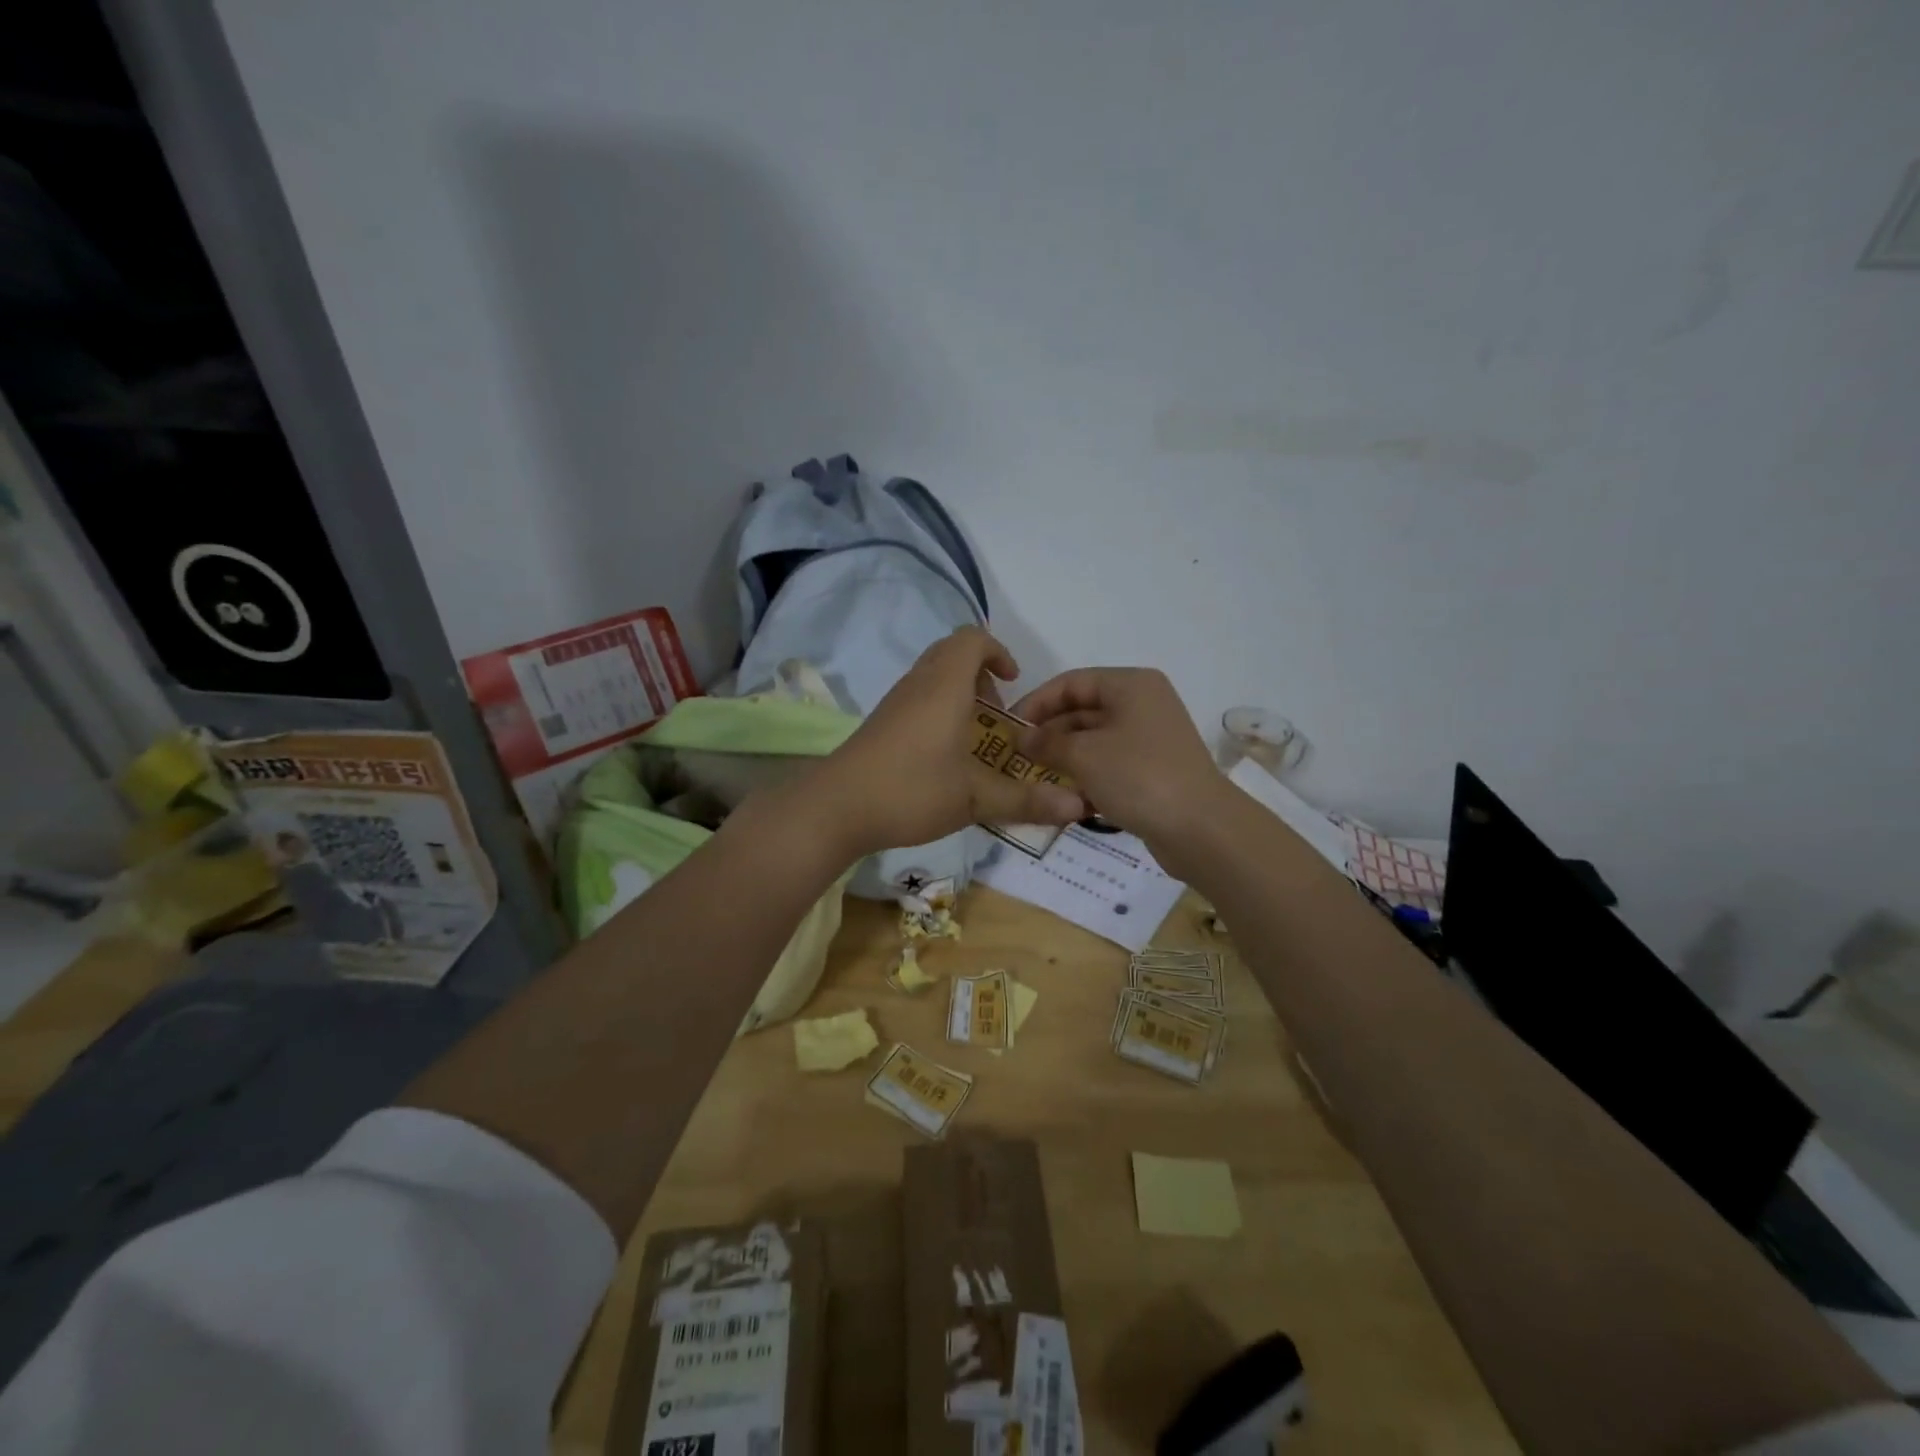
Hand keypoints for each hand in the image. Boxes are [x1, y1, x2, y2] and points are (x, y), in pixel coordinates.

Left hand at [807, 628, 1086, 859]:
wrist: (836, 807)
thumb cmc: (912, 790)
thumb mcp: (976, 798)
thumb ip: (1026, 800)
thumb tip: (1078, 807)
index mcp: (946, 686)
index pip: (973, 639)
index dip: (998, 651)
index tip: (1014, 682)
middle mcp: (919, 684)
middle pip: (951, 652)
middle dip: (981, 672)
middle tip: (997, 710)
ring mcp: (895, 702)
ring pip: (932, 675)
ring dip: (958, 692)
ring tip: (975, 734)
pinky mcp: (881, 722)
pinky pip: (917, 697)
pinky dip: (938, 708)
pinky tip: (944, 753)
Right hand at [1011, 667, 1227, 865]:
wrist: (1200, 828)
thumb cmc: (1138, 777)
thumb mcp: (1084, 755)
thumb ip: (1046, 742)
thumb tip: (1021, 738)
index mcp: (1130, 685)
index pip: (1070, 683)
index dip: (1036, 703)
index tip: (1008, 729)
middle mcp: (1142, 704)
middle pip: (1082, 710)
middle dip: (1049, 734)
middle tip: (1018, 759)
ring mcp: (1150, 738)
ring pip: (1094, 740)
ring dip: (1064, 758)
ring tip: (1035, 779)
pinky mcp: (1153, 769)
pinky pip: (1110, 764)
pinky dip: (1087, 775)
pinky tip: (1065, 798)